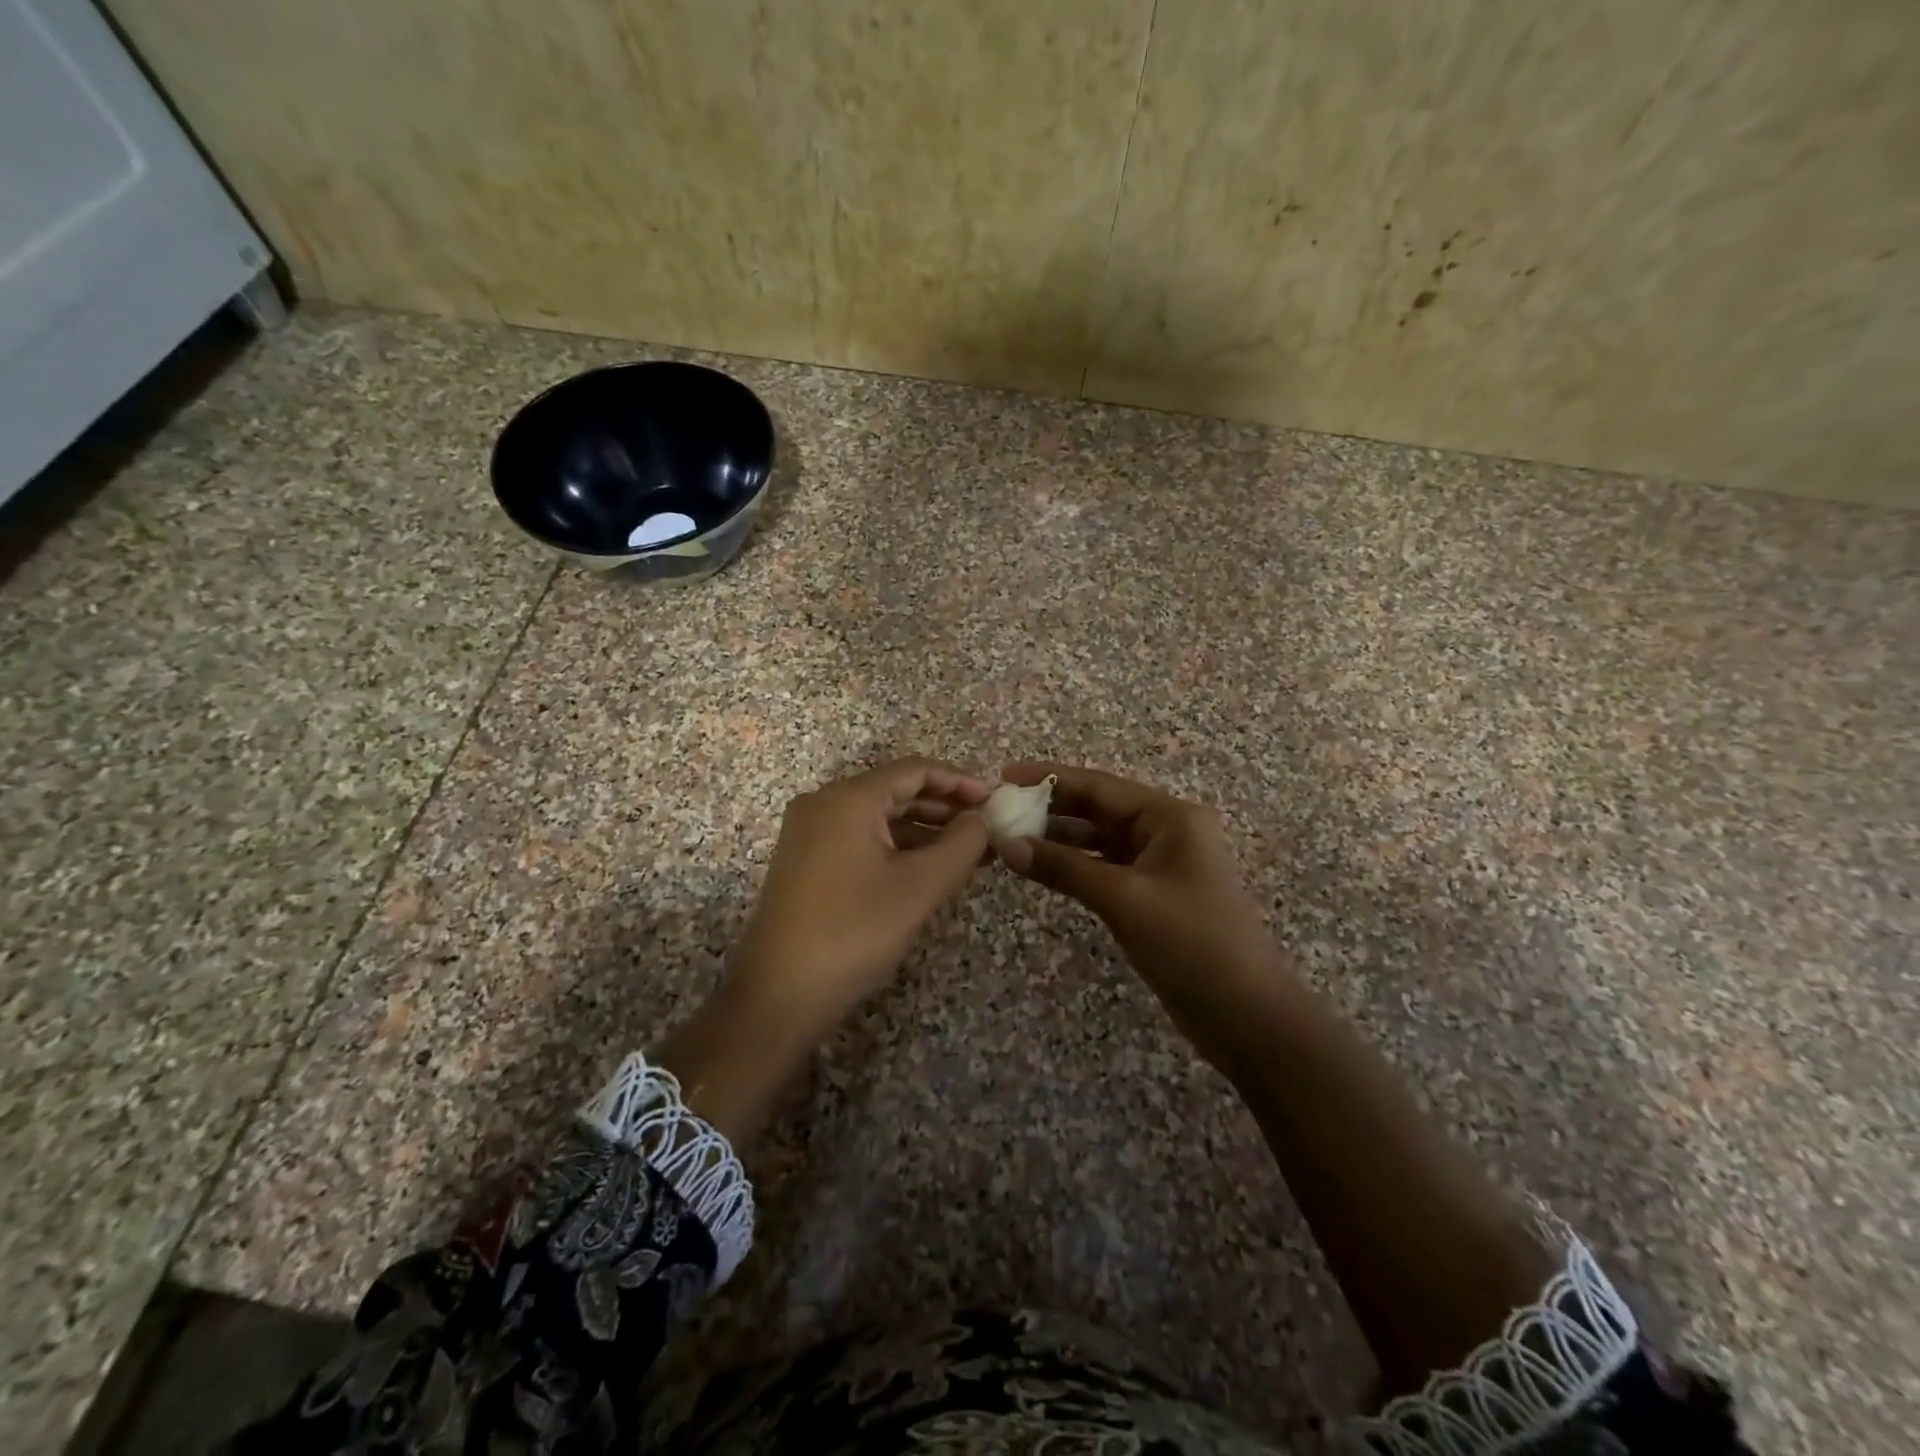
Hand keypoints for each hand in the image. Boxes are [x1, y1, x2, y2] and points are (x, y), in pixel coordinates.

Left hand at [726, 758, 991, 1029]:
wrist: (777, 995)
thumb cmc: (853, 932)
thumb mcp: (919, 887)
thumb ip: (961, 845)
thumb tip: (983, 820)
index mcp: (849, 798)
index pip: (915, 770)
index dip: (960, 782)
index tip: (996, 800)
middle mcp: (825, 804)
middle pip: (896, 790)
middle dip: (946, 808)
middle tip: (988, 829)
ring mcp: (811, 833)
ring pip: (880, 818)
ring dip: (925, 831)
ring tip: (970, 853)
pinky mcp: (807, 861)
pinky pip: (862, 840)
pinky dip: (898, 848)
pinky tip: (929, 869)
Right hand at [996, 763, 1291, 1054]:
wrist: (1246, 1015)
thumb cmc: (1191, 943)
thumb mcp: (1124, 899)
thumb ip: (1064, 867)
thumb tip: (1008, 846)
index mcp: (1170, 817)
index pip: (1100, 786)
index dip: (1050, 778)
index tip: (1004, 775)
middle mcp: (1165, 831)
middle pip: (1098, 808)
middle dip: (1050, 808)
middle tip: (999, 810)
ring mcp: (1159, 865)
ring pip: (1098, 840)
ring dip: (1057, 838)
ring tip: (1008, 836)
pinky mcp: (1151, 895)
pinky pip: (1103, 868)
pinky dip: (1072, 866)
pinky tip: (1039, 867)